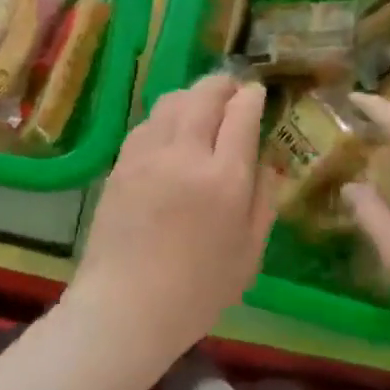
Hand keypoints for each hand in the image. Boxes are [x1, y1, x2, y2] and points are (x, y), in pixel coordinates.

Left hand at [68, 74, 275, 358]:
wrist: (126, 304)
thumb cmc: (198, 290)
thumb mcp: (249, 253)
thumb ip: (263, 199)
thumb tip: (269, 161)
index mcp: (224, 178)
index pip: (241, 114)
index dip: (251, 96)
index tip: (257, 92)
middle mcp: (185, 154)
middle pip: (203, 96)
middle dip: (222, 84)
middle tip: (232, 88)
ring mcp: (147, 155)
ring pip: (171, 102)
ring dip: (192, 95)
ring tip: (202, 106)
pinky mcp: (121, 163)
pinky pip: (146, 124)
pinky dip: (164, 117)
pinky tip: (170, 130)